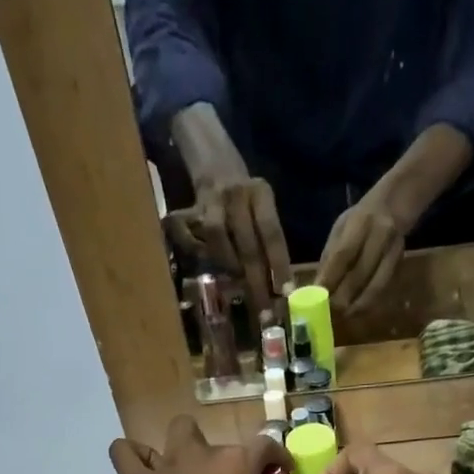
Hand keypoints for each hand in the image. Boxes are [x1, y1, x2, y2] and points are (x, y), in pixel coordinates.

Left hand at [114, 415, 288, 473]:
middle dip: (226, 459)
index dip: (277, 459)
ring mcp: (164, 470)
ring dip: (186, 448)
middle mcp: (199, 457)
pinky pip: (126, 454)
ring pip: (176, 433)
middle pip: (217, 440)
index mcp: (236, 468)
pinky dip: (135, 457)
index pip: (265, 446)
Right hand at [167, 176, 291, 319]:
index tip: (285, 294)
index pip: (272, 233)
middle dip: (257, 283)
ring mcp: (212, 199)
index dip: (279, 265)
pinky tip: (203, 258)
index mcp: (261, 193)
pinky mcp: (189, 207)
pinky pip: (188, 234)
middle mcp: (237, 194)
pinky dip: (194, 249)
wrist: (213, 160)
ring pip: (218, 237)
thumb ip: (266, 239)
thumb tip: (277, 286)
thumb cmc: (244, 197)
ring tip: (236, 283)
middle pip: (248, 244)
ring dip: (229, 265)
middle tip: (264, 313)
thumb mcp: (262, 207)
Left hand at [316, 192, 406, 313]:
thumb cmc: (360, 218)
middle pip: (359, 274)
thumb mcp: (341, 228)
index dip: (330, 279)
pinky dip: (367, 302)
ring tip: (341, 315)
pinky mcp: (399, 264)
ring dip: (356, 305)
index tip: (316, 298)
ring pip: (374, 286)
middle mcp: (380, 235)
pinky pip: (382, 289)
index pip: (343, 255)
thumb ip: (330, 256)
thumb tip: (316, 287)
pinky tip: (355, 310)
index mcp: (360, 222)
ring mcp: (393, 250)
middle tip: (327, 314)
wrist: (395, 205)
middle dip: (341, 298)